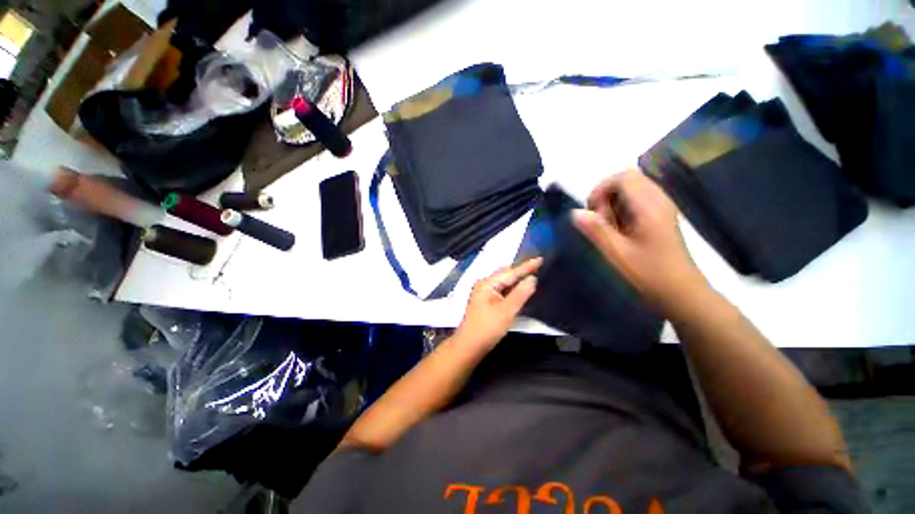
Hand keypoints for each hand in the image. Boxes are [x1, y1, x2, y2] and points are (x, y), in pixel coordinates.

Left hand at [454, 258, 541, 350]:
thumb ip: (520, 294)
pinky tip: (520, 288)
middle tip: (538, 265)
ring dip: (517, 279)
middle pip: (506, 274)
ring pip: (504, 282)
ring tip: (532, 273)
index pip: (510, 272)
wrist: (469, 346)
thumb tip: (532, 278)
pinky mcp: (486, 302)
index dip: (526, 266)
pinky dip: (512, 288)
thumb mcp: (506, 311)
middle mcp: (484, 284)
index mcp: (487, 284)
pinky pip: (502, 290)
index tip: (540, 258)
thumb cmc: (487, 328)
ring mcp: (484, 293)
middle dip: (521, 270)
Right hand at [573, 169, 706, 311]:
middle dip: (606, 193)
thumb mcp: (617, 254)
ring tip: (609, 224)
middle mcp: (659, 201)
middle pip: (628, 178)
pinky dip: (624, 206)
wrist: (681, 292)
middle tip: (600, 219)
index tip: (593, 213)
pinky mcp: (662, 216)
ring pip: (634, 187)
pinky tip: (621, 227)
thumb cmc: (648, 274)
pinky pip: (639, 198)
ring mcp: (663, 207)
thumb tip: (575, 212)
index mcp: (648, 208)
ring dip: (614, 200)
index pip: (622, 178)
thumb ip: (596, 230)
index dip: (601, 190)